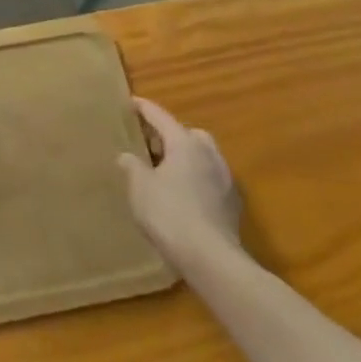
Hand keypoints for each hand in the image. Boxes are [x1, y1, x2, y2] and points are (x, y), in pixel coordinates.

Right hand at [118, 98, 244, 270]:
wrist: (211, 259)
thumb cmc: (169, 213)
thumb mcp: (139, 186)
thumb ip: (132, 166)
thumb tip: (128, 156)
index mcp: (185, 143)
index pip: (161, 117)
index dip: (144, 108)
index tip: (131, 102)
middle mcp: (209, 155)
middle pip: (189, 133)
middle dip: (170, 134)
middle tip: (150, 144)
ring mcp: (225, 180)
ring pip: (203, 156)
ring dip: (186, 157)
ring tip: (165, 171)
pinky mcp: (232, 204)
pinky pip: (210, 179)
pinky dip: (196, 178)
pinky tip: (183, 195)